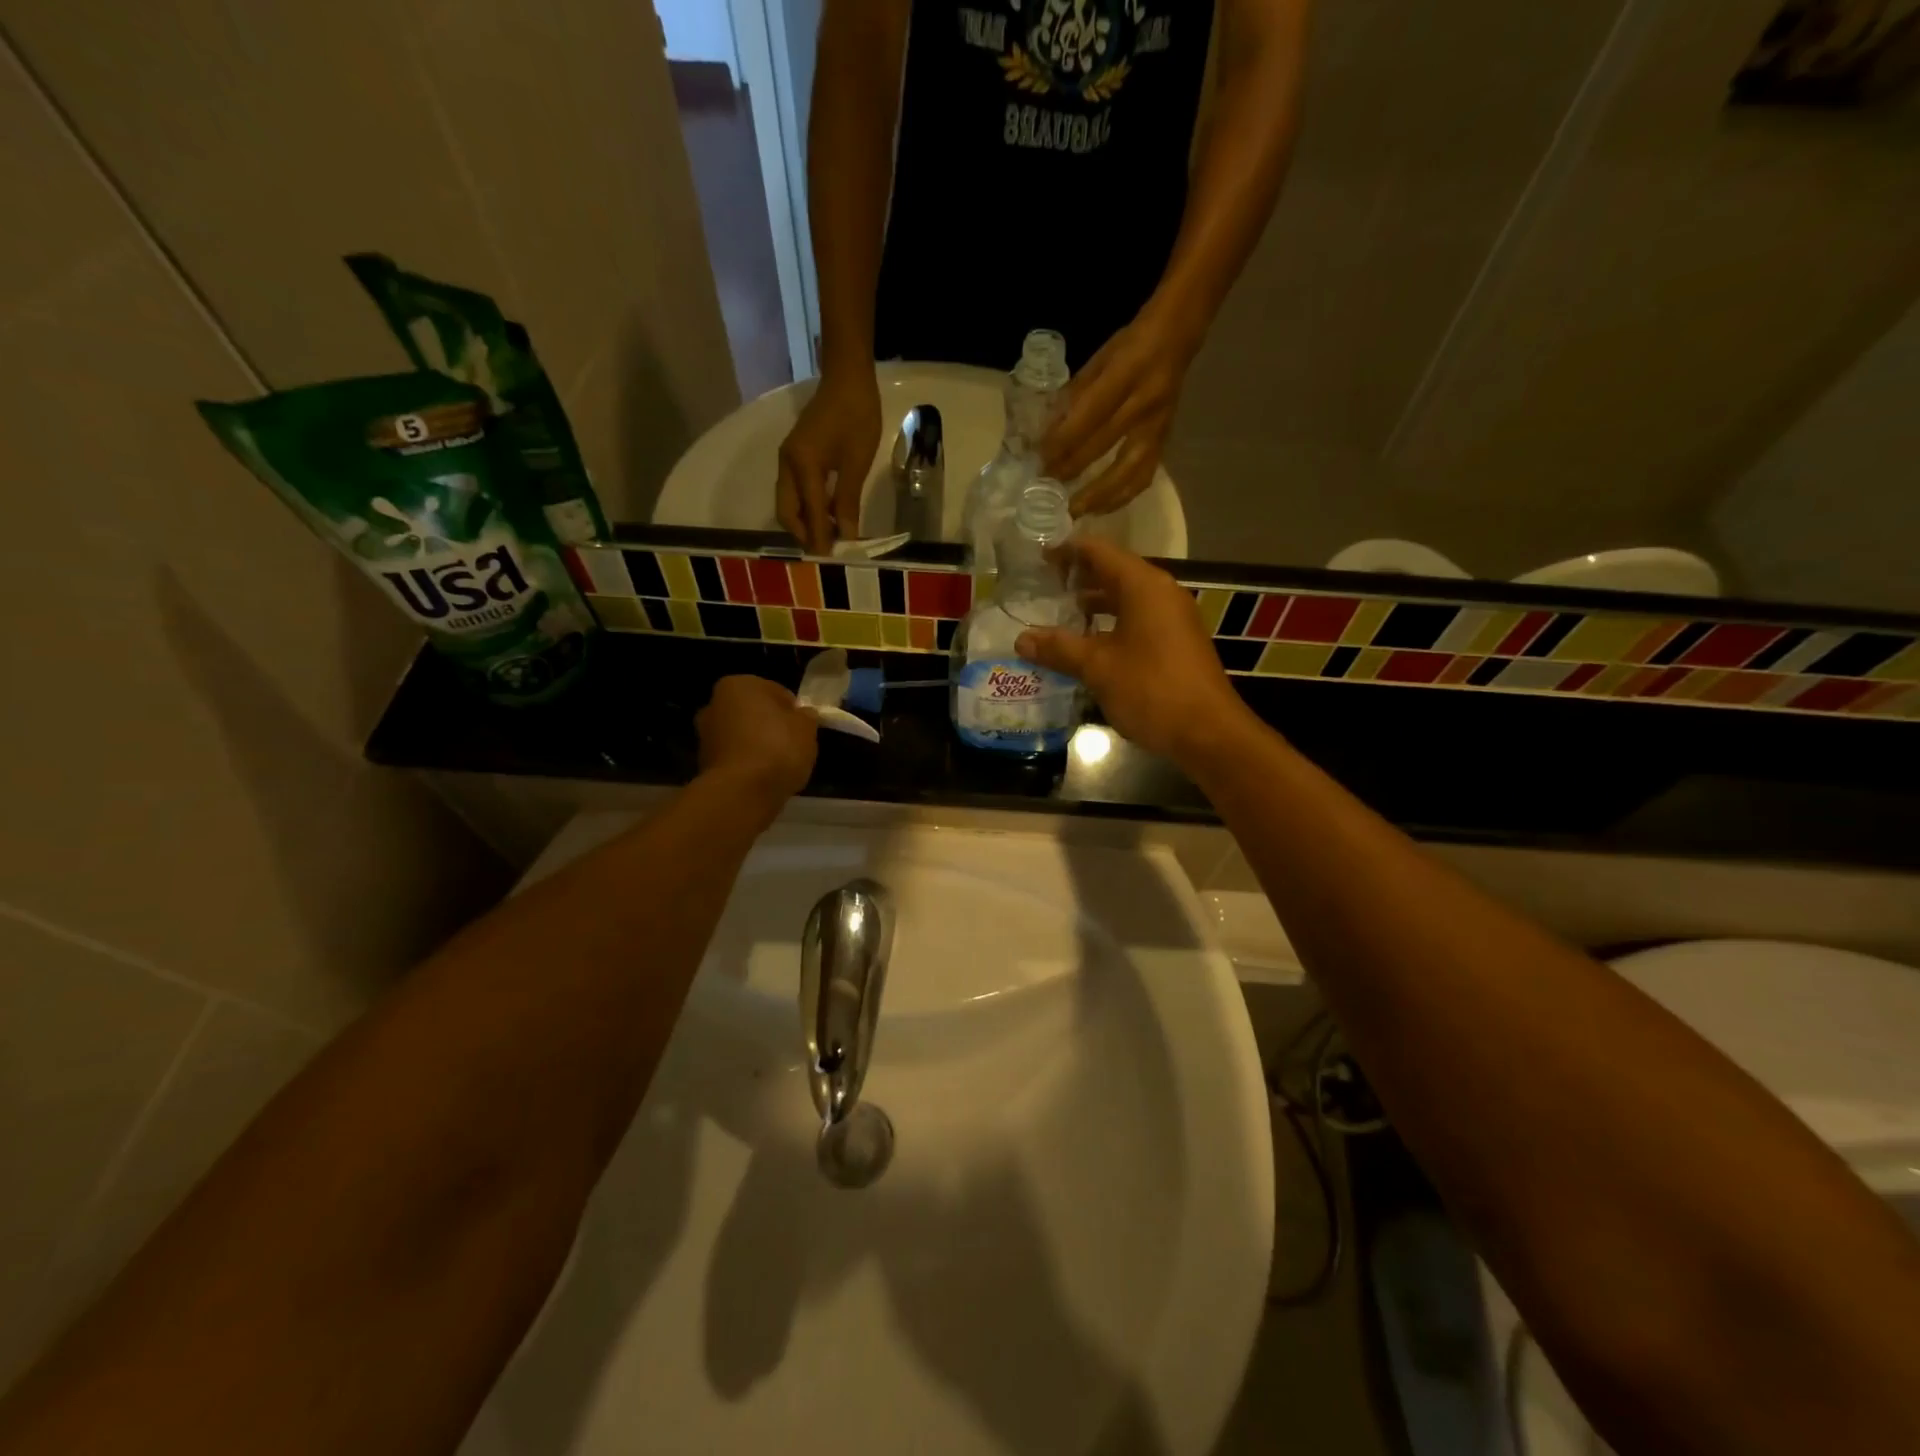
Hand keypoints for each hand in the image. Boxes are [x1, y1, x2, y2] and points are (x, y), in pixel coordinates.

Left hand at [696, 676, 818, 809]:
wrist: (742, 792)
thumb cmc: (778, 748)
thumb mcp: (807, 728)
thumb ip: (806, 717)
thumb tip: (803, 715)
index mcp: (739, 684)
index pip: (774, 691)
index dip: (792, 709)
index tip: (803, 727)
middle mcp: (715, 704)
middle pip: (753, 712)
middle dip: (770, 725)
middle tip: (792, 745)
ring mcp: (705, 735)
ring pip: (741, 735)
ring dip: (757, 745)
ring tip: (779, 765)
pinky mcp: (703, 764)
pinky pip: (734, 758)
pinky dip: (747, 764)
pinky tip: (763, 778)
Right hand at [776, 371, 880, 553]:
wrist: (848, 378)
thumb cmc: (857, 417)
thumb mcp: (856, 463)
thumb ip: (847, 501)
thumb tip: (846, 536)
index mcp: (802, 465)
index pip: (809, 512)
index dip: (819, 538)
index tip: (830, 559)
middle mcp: (787, 464)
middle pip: (786, 511)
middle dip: (803, 533)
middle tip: (827, 550)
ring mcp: (788, 459)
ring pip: (788, 502)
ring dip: (805, 521)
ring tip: (829, 536)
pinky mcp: (795, 455)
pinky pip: (796, 490)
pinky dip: (807, 507)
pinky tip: (828, 515)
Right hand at [1013, 537, 1259, 767]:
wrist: (1207, 732)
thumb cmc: (1151, 689)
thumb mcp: (1097, 667)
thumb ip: (1059, 648)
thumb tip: (1021, 639)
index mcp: (1143, 586)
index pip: (1099, 551)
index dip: (1067, 551)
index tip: (1038, 558)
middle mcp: (1161, 593)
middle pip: (1114, 572)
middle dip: (1079, 578)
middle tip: (1043, 587)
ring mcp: (1173, 618)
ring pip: (1126, 598)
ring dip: (1094, 604)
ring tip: (1060, 615)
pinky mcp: (1176, 642)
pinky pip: (1138, 620)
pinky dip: (1111, 623)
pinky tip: (1088, 644)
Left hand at [1040, 310, 1195, 517]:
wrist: (1179, 335)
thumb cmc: (1132, 343)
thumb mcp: (1100, 358)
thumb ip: (1076, 395)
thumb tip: (1048, 432)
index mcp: (1126, 374)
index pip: (1089, 415)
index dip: (1062, 441)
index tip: (1039, 459)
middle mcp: (1144, 404)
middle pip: (1103, 446)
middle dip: (1071, 469)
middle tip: (1045, 489)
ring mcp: (1157, 426)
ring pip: (1128, 472)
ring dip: (1098, 495)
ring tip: (1074, 511)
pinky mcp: (1165, 441)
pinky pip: (1144, 476)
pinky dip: (1121, 497)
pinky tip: (1101, 508)